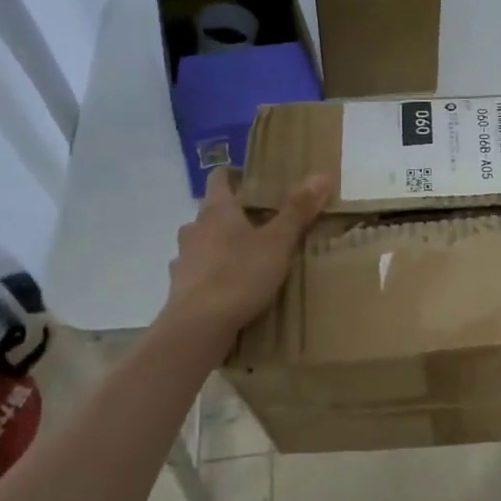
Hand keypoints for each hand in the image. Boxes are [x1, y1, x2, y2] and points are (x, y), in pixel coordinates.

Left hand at [160, 169, 332, 339]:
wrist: (199, 326)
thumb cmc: (240, 275)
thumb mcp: (278, 243)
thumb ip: (298, 210)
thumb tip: (321, 175)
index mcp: (217, 210)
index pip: (220, 177)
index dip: (237, 175)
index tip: (256, 182)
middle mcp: (194, 228)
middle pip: (212, 211)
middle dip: (234, 214)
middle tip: (262, 224)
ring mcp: (183, 258)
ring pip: (203, 242)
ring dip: (220, 244)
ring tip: (246, 258)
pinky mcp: (179, 286)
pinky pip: (197, 271)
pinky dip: (212, 273)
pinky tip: (228, 287)